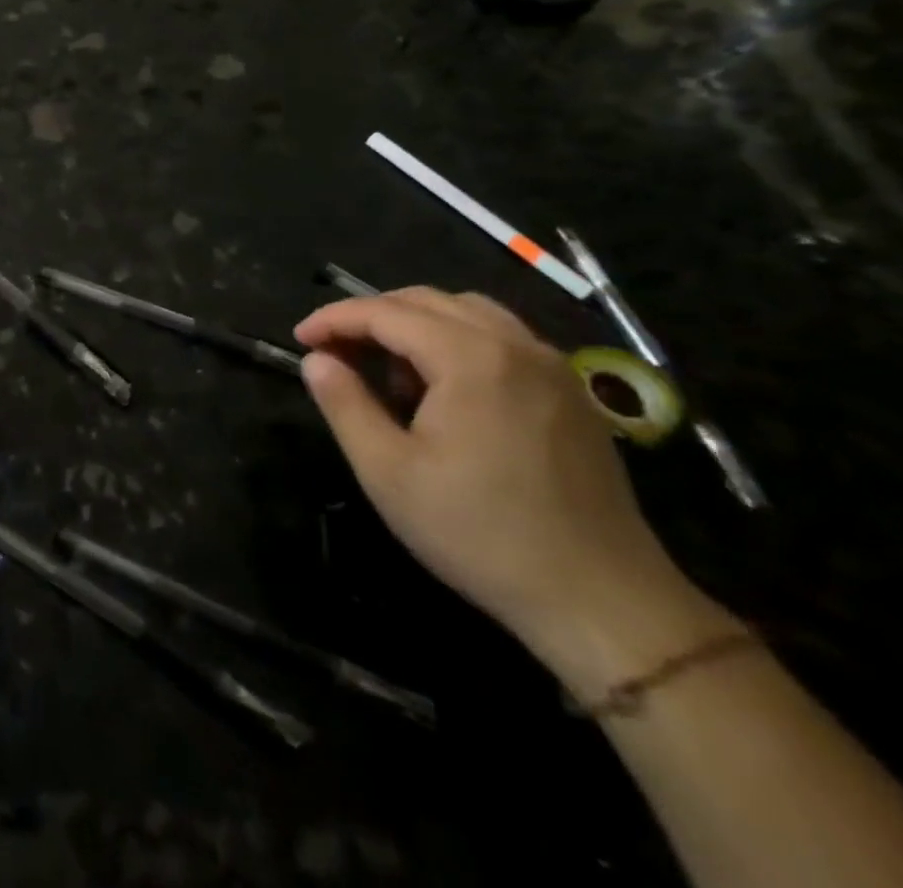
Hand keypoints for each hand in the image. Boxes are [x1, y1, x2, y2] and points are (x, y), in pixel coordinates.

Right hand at [294, 288, 694, 665]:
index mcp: (471, 358)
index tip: (299, 339)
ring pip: (466, 312)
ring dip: (414, 325)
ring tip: (387, 369)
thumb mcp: (387, 472)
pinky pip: (500, 338)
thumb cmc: (480, 533)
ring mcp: (551, 366)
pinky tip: (441, 387)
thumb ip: (344, 404)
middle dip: (370, 316)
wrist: (603, 601)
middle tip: (334, 352)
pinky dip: (456, 340)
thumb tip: (316, 360)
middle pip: (426, 301)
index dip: (334, 319)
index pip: (386, 312)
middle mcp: (515, 345)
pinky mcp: (570, 393)